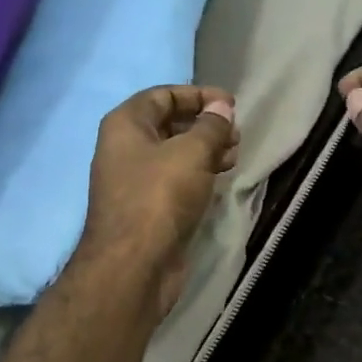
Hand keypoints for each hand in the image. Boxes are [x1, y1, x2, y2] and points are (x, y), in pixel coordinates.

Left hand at [73, 85, 238, 315]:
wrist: (134, 265)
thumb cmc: (160, 197)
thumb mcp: (192, 152)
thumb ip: (211, 126)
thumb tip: (221, 107)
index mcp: (125, 124)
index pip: (163, 95)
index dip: (198, 95)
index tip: (231, 104)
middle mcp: (124, 148)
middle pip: (169, 124)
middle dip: (205, 125)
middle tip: (236, 135)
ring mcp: (134, 181)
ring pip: (174, 154)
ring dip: (205, 151)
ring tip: (234, 156)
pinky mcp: (147, 208)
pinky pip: (174, 180)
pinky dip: (197, 174)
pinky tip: (220, 178)